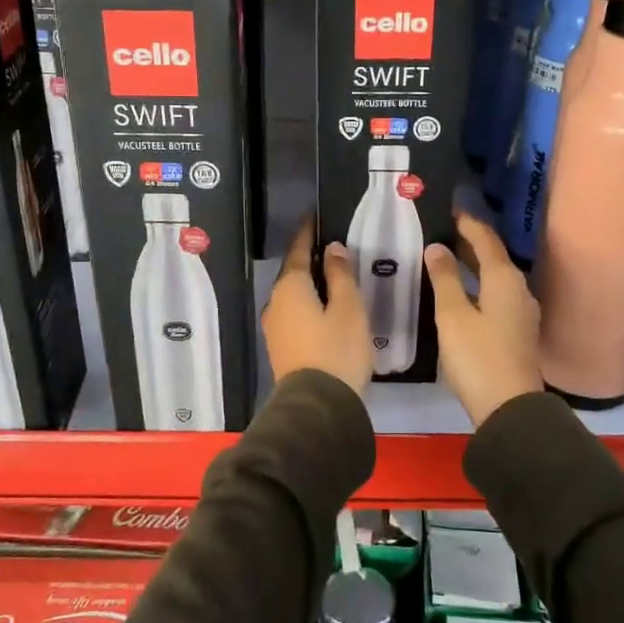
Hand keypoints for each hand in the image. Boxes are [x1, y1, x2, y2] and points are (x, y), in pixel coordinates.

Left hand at [261, 218, 372, 393]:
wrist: (317, 406)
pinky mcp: (281, 347)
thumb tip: (332, 249)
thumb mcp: (348, 308)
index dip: (308, 232)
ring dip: (310, 284)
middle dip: (310, 259)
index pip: (298, 250)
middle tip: (333, 248)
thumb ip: (341, 275)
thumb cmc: (337, 350)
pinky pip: (294, 314)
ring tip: (333, 278)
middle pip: (293, 273)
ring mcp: (274, 327)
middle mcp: (276, 302)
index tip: (315, 216)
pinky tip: (325, 309)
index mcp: (290, 287)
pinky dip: (308, 304)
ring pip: (293, 295)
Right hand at [424, 211, 542, 427]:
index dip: (468, 223)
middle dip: (470, 242)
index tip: (450, 208)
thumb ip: (444, 278)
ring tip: (447, 256)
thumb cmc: (478, 356)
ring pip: (495, 277)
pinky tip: (461, 291)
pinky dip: (478, 284)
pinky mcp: (517, 331)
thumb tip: (437, 248)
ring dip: (473, 264)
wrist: (509, 408)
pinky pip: (496, 294)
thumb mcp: (453, 315)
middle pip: (494, 256)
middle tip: (442, 229)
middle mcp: (519, 290)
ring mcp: (522, 312)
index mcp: (505, 279)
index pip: (486, 239)